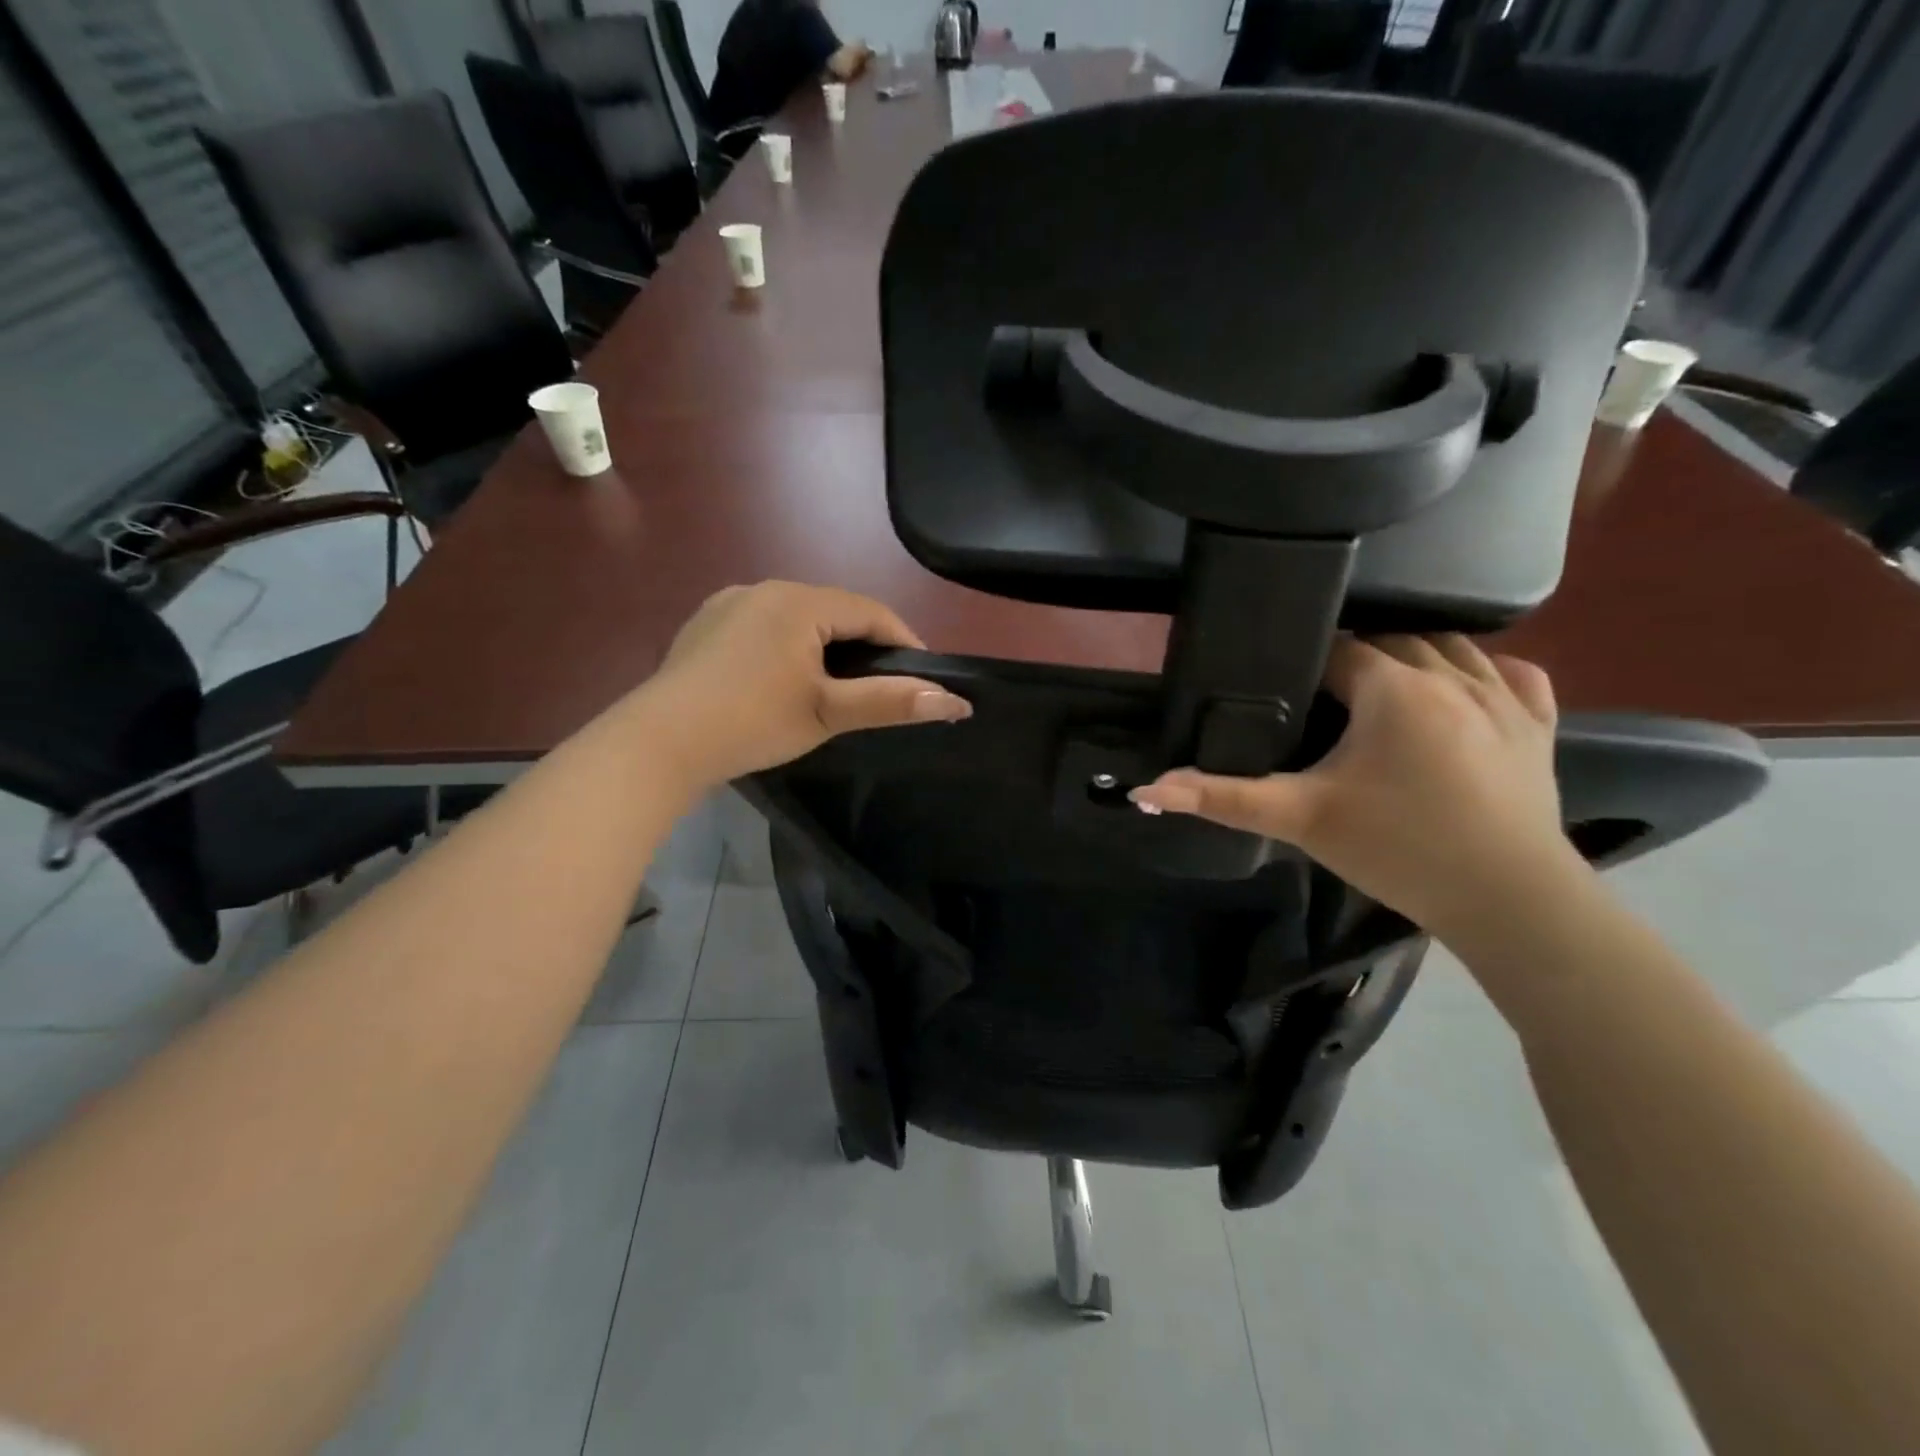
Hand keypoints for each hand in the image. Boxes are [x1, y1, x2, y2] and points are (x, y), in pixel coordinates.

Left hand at [627, 582, 968, 789]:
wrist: (659, 742)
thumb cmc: (753, 722)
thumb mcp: (828, 712)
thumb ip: (891, 701)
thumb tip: (954, 702)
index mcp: (799, 601)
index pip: (871, 612)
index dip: (903, 642)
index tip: (922, 676)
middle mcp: (764, 587)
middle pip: (834, 611)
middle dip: (863, 644)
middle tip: (879, 685)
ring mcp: (728, 603)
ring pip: (797, 617)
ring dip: (824, 644)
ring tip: (834, 684)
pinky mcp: (705, 624)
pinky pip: (763, 625)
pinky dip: (786, 646)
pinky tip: (780, 678)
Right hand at [1130, 635, 1584, 941]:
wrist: (1507, 902)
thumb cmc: (1395, 850)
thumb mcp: (1299, 819)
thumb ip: (1222, 798)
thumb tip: (1146, 790)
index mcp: (1394, 689)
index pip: (1341, 649)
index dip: (1310, 666)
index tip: (1290, 693)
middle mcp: (1453, 676)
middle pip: (1395, 640)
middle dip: (1359, 659)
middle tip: (1327, 700)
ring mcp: (1505, 698)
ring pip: (1453, 648)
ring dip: (1415, 658)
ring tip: (1383, 692)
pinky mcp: (1539, 726)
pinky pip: (1515, 673)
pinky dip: (1485, 670)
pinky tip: (1462, 689)